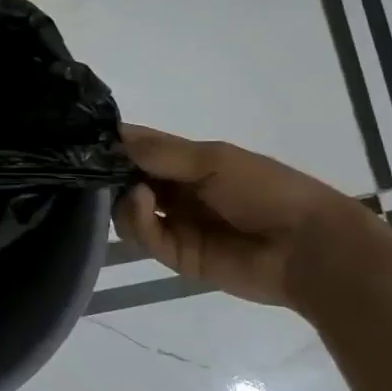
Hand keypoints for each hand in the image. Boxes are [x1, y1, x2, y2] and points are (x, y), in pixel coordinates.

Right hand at [115, 124, 363, 308]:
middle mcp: (174, 191)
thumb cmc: (266, 189)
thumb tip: (113, 136)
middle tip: (93, 169)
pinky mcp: (176, 255)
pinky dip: (135, 219)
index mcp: (186, 162)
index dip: (112, 144)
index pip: (138, 149)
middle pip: (125, 181)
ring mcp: (174, 223)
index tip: (83, 139)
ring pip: (125, 211)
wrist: (308, 247)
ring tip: (134, 191)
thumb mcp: (213, 159)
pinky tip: (141, 202)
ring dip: (121, 198)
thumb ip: (161, 152)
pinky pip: (142, 237)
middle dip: (108, 175)